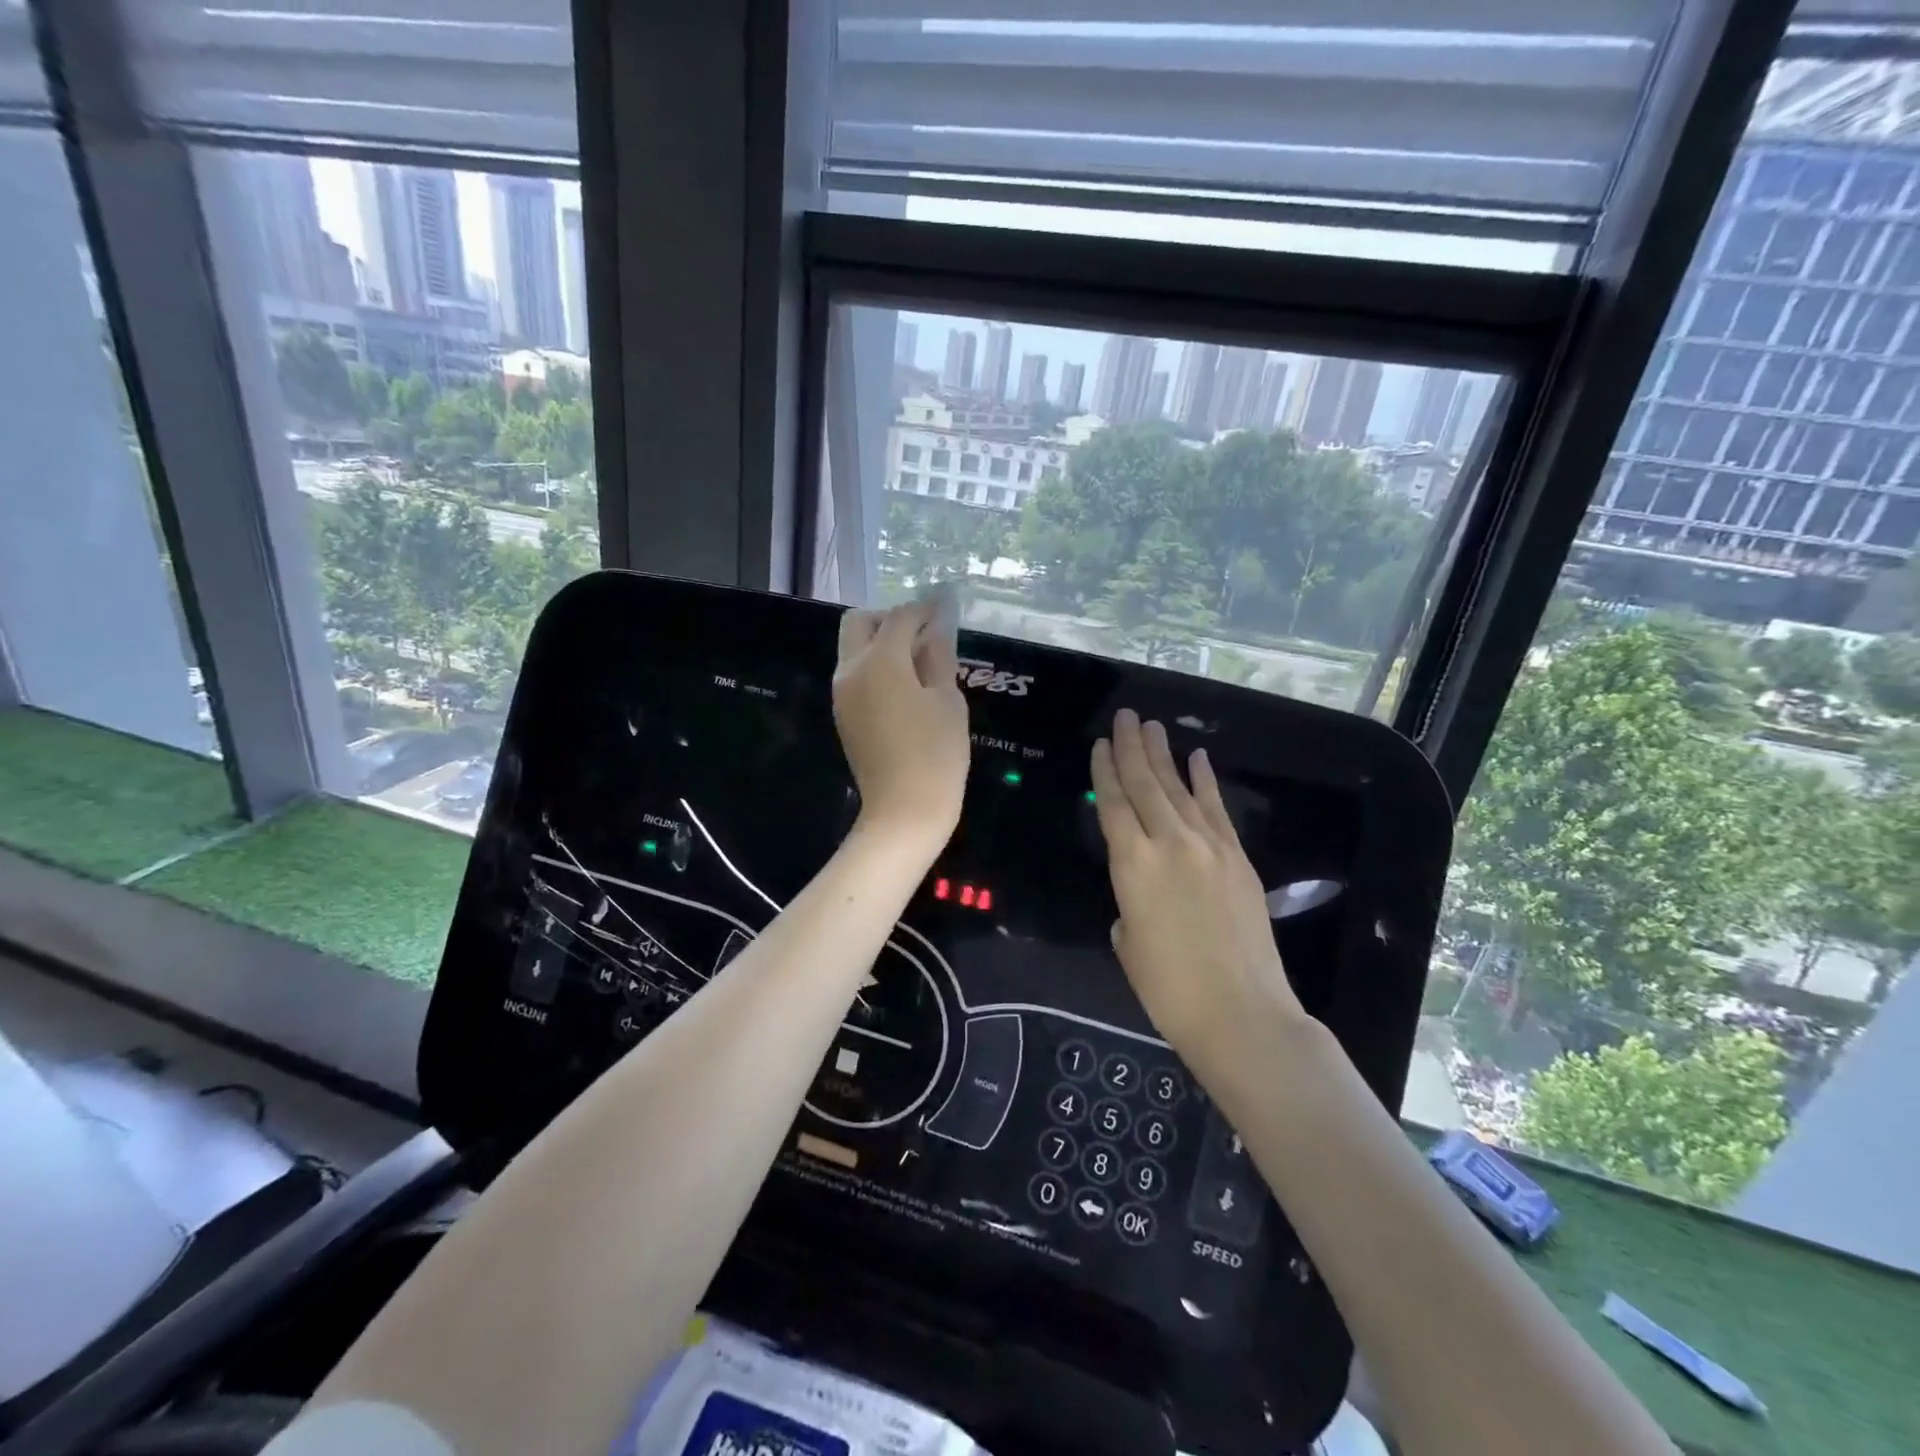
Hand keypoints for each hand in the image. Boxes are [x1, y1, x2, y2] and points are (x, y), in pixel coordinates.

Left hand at [834, 600, 969, 848]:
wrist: (904, 811)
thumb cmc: (936, 754)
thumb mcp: (947, 700)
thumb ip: (939, 657)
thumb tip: (937, 627)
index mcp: (879, 660)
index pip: (900, 617)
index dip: (924, 608)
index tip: (944, 607)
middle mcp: (851, 670)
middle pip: (860, 623)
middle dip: (890, 618)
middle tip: (922, 633)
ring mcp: (842, 694)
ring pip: (853, 649)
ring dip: (880, 643)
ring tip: (919, 661)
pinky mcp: (843, 715)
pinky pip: (855, 675)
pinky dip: (876, 667)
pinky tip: (905, 686)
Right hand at [1090, 709, 1306, 1070]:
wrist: (1241, 1013)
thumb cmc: (1169, 989)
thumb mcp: (1129, 943)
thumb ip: (1129, 905)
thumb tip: (1142, 894)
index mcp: (1132, 865)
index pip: (1112, 805)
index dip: (1104, 772)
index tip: (1100, 745)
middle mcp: (1168, 843)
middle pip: (1145, 785)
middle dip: (1132, 748)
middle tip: (1126, 716)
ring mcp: (1208, 846)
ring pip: (1179, 789)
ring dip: (1164, 756)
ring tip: (1152, 726)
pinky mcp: (1237, 857)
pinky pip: (1216, 809)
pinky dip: (1205, 781)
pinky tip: (1198, 758)